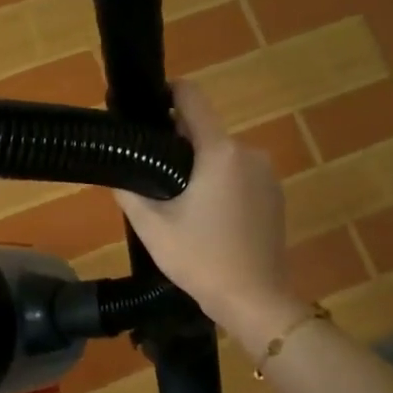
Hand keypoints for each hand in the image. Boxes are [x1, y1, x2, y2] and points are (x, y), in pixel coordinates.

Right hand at [114, 81, 298, 340]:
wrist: (255, 300)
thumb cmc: (201, 260)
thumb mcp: (152, 227)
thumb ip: (130, 190)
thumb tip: (116, 169)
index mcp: (219, 152)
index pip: (192, 98)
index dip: (168, 92)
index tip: (147, 104)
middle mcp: (248, 153)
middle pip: (206, 131)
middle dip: (179, 143)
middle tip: (152, 171)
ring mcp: (267, 174)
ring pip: (223, 156)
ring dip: (201, 167)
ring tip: (179, 201)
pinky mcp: (276, 195)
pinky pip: (240, 175)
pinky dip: (222, 184)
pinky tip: (208, 216)